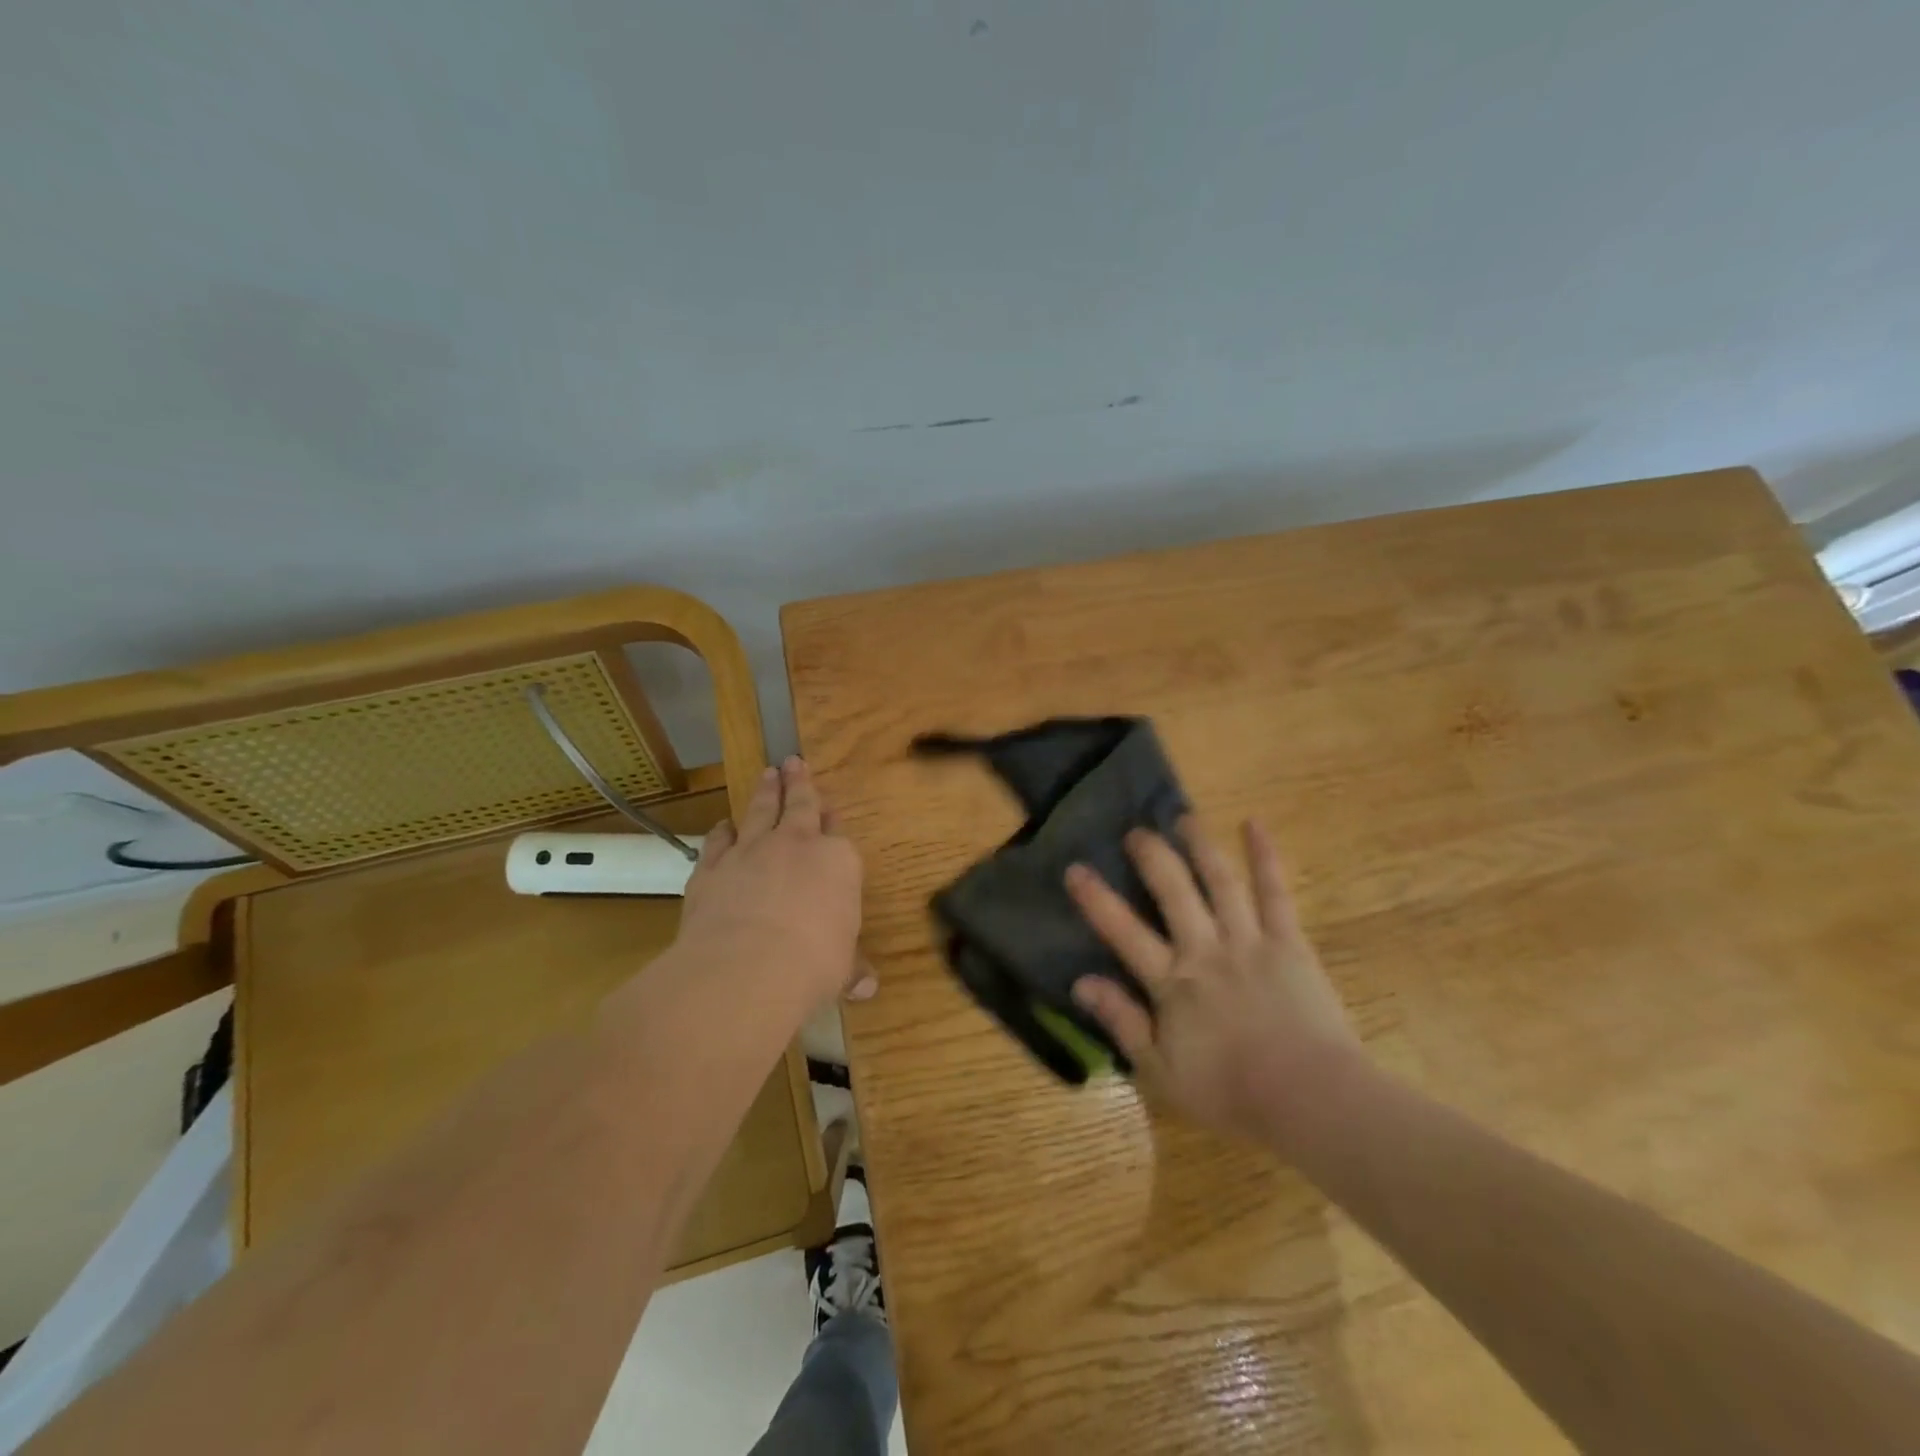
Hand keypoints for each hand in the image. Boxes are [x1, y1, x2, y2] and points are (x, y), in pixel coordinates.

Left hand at [677, 757, 872, 1004]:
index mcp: (838, 862)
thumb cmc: (813, 964)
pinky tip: (724, 825)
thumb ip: (851, 969)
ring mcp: (751, 852)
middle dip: (799, 783)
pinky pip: (718, 842)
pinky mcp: (712, 869)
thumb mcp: (841, 969)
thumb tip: (867, 987)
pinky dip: (722, 832)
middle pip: (799, 805)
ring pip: (760, 811)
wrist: (748, 966)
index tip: (830, 809)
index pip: (837, 834)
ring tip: (767, 774)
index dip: (833, 820)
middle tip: (793, 761)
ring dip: (765, 793)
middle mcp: (796, 845)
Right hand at [1065, 818, 1361, 1142]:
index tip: (1075, 869)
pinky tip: (1254, 825)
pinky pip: (1275, 892)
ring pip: (1219, 881)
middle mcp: (1205, 949)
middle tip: (1136, 832)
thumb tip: (1081, 983)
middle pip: (1173, 891)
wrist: (1310, 1099)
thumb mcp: (1161, 1072)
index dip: (1096, 899)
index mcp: (1172, 982)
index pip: (1123, 932)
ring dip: (1199, 846)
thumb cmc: (1231, 1092)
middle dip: (1151, 857)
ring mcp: (1249, 940)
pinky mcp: (1289, 942)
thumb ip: (1122, 1023)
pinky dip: (1265, 857)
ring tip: (1184, 819)